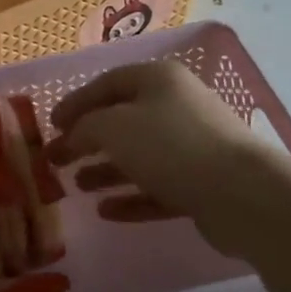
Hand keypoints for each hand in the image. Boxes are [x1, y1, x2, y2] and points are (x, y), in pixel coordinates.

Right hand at [49, 61, 290, 263]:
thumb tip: (72, 136)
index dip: (75, 102)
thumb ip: (84, 126)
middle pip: (122, 120)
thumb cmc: (170, 145)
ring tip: (77, 186)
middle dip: (87, 140)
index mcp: (159, 80)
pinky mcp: (201, 184)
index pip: (107, 83)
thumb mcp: (113, 126)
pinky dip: (131, 197)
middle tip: (56, 159)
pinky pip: (157, 188)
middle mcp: (177, 106)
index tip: (50, 125)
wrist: (241, 193)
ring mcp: (192, 147)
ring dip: (105, 171)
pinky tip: (106, 211)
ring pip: (139, 156)